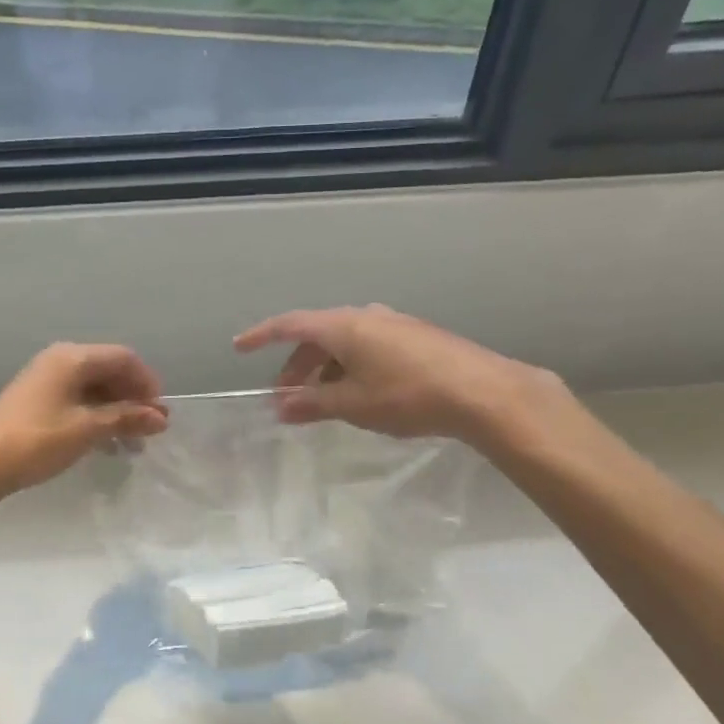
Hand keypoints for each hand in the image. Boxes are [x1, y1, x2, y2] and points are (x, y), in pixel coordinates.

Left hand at [0, 343, 168, 499]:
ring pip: (93, 387)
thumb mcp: (87, 430)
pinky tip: (105, 443)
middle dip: (133, 398)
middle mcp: (59, 361)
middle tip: (150, 430)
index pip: (123, 358)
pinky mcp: (35, 400)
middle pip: (109, 370)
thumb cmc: (37, 441)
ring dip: (116, 410)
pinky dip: (96, 416)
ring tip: (132, 442)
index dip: (147, 383)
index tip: (160, 414)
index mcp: (72, 358)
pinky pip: (76, 400)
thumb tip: (160, 417)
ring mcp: (45, 380)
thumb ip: (126, 419)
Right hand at [234, 305, 575, 453]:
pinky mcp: (414, 337)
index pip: (290, 325)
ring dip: (324, 370)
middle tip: (286, 398)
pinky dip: (350, 367)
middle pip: (317, 335)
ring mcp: (392, 324)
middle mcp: (365, 316)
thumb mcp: (352, 404)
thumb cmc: (407, 395)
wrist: (483, 392)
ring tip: (323, 403)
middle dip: (296, 366)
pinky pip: (367, 347)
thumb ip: (311, 404)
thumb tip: (280, 407)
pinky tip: (359, 394)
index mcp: (343, 326)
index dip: (261, 336)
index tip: (239, 347)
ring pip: (344, 342)